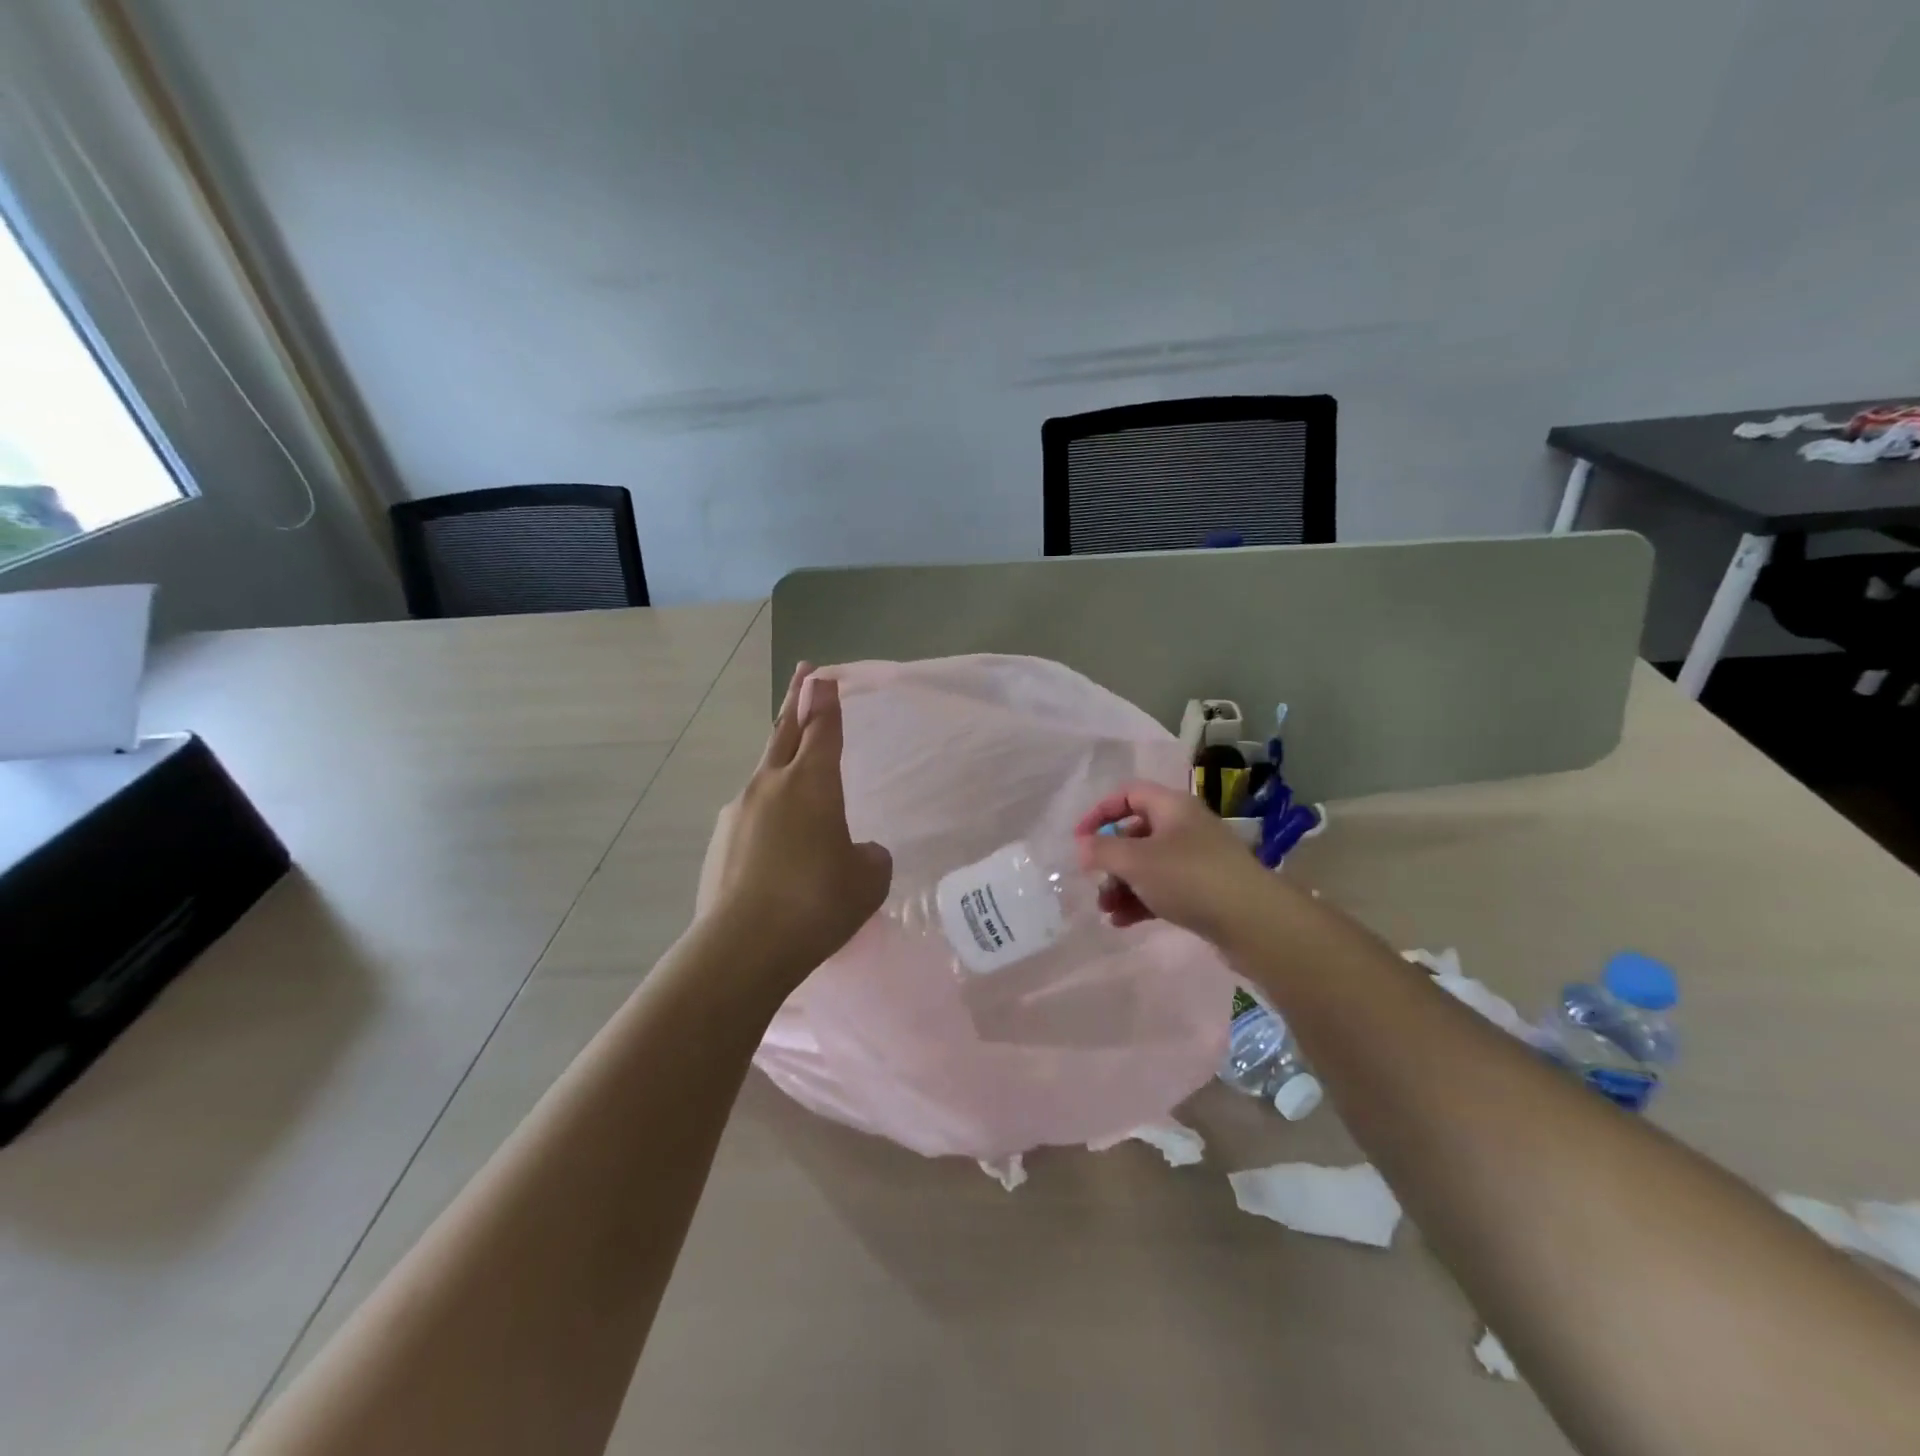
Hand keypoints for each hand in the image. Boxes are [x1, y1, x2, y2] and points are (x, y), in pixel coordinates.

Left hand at [695, 662, 892, 988]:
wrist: (743, 947)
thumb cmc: (817, 903)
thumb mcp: (868, 879)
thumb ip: (869, 856)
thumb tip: (857, 851)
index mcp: (811, 783)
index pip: (822, 728)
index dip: (826, 700)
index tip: (823, 675)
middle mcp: (770, 785)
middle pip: (784, 732)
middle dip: (797, 701)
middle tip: (804, 676)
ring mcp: (737, 812)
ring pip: (765, 776)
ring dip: (781, 766)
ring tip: (797, 785)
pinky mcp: (718, 843)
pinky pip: (751, 817)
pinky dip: (767, 818)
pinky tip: (777, 851)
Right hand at [1074, 780, 1271, 941]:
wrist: (1253, 922)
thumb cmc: (1189, 878)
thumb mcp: (1136, 860)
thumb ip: (1102, 850)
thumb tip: (1082, 846)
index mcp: (1172, 807)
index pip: (1128, 794)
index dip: (1100, 813)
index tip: (1079, 840)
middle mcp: (1185, 827)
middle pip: (1136, 833)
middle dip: (1110, 859)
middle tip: (1095, 882)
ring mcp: (1197, 860)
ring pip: (1148, 865)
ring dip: (1122, 884)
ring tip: (1106, 909)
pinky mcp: (1205, 890)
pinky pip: (1163, 888)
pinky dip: (1141, 900)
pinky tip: (1122, 922)